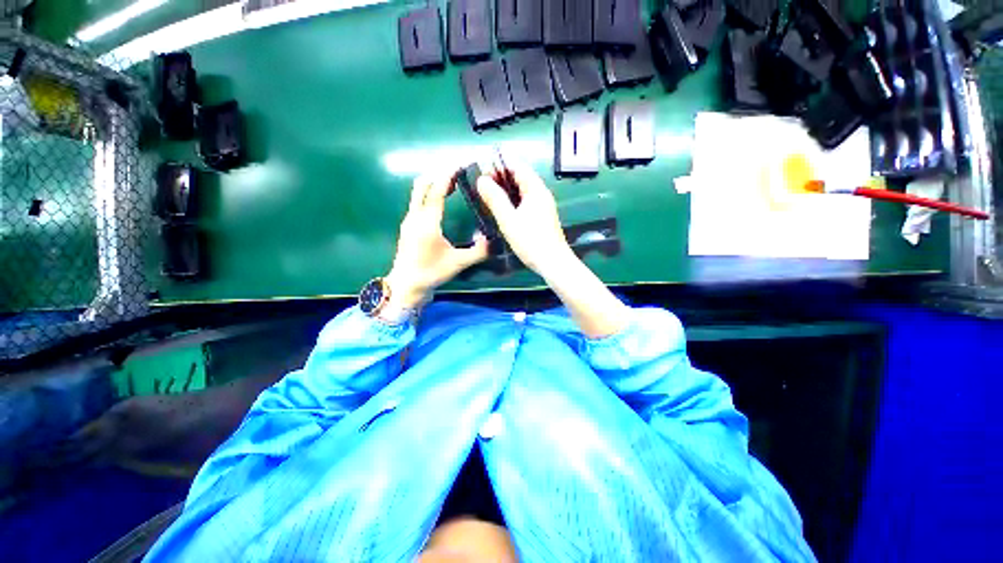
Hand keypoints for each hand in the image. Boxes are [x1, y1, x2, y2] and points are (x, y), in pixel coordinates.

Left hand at [386, 170, 489, 308]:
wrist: (406, 285)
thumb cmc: (431, 273)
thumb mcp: (458, 263)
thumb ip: (478, 252)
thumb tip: (493, 240)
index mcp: (427, 222)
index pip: (436, 191)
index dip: (447, 176)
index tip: (460, 165)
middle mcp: (415, 216)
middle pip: (422, 184)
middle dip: (439, 174)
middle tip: (458, 173)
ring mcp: (409, 220)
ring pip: (418, 192)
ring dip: (434, 183)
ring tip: (453, 184)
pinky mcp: (408, 226)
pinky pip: (418, 201)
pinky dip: (430, 194)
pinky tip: (442, 200)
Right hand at [476, 162, 573, 276]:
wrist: (553, 263)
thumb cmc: (530, 240)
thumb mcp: (508, 219)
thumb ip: (495, 198)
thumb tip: (482, 180)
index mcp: (535, 189)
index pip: (517, 166)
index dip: (499, 166)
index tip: (483, 173)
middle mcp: (541, 194)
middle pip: (520, 177)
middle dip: (501, 178)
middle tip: (482, 186)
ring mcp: (542, 206)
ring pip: (522, 191)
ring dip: (505, 190)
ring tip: (488, 197)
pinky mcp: (541, 217)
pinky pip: (525, 202)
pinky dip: (512, 201)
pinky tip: (502, 210)